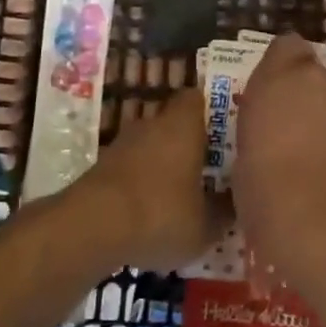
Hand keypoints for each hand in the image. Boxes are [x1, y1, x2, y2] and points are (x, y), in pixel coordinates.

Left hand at [79, 88, 232, 272]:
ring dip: (164, 165)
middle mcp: (152, 124)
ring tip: (182, 195)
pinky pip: (131, 168)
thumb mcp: (205, 225)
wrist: (90, 228)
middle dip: (189, 143)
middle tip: (210, 168)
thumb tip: (236, 204)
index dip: (211, 111)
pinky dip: (142, 184)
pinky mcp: (101, 168)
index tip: (226, 132)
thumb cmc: (160, 214)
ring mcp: (122, 144)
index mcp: (183, 124)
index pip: (197, 98)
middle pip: (174, 123)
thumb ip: (224, 212)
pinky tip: (152, 212)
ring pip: (151, 146)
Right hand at [231, 34, 325, 295]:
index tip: (278, 90)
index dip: (284, 65)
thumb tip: (270, 144)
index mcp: (279, 75)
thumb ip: (263, 132)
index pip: (286, 46)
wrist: (323, 210)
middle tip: (302, 133)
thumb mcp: (245, 152)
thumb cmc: (264, 182)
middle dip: (316, 97)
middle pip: (322, 76)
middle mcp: (323, 77)